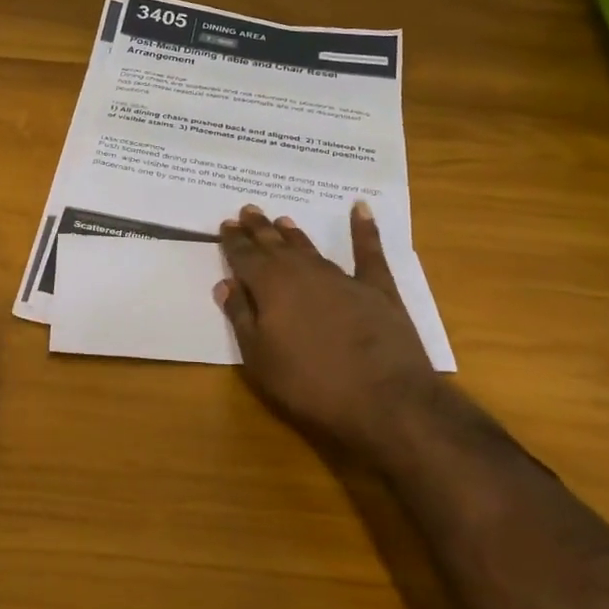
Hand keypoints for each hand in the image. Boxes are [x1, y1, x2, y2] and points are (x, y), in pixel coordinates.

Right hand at [215, 202, 436, 461]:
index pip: (244, 256)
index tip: (225, 225)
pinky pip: (369, 252)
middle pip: (275, 244)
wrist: (384, 400)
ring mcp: (342, 277)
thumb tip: (225, 284)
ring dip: (294, 233)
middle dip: (259, 228)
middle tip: (248, 210)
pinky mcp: (377, 289)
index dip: (233, 241)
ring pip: (310, 247)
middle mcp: (302, 271)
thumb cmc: (309, 384)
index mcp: (270, 286)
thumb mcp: (259, 358)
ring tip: (282, 219)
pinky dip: (364, 229)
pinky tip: (361, 208)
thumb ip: (241, 316)